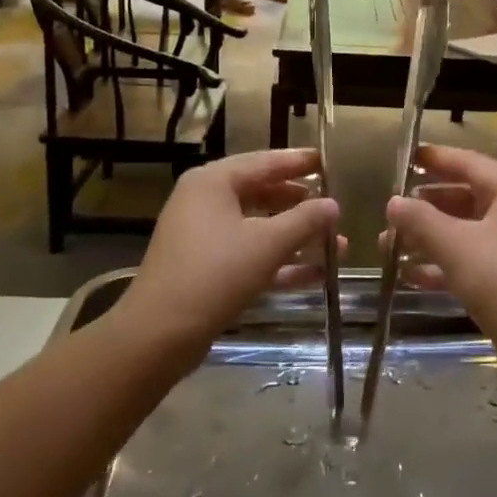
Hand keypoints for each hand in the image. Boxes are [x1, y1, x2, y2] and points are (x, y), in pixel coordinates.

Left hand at [112, 148, 338, 365]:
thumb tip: (333, 205)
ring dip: (296, 238)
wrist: (158, 335)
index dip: (299, 162)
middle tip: (335, 207)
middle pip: (262, 193)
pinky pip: (250, 255)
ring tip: (338, 246)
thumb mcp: (267, 243)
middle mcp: (205, 202)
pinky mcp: (206, 268)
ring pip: (259, 227)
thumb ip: (305, 220)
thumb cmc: (214, 274)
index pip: (264, 162)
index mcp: (213, 182)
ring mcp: (204, 236)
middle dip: (301, 205)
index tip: (329, 161)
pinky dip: (279, 262)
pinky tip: (317, 276)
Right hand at [385, 145, 496, 357]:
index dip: (435, 159)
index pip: (469, 162)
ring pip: (465, 231)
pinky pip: (471, 260)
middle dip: (426, 205)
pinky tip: (409, 276)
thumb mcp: (455, 245)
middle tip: (390, 211)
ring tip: (388, 246)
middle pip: (466, 197)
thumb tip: (392, 202)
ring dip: (429, 237)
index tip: (405, 157)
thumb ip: (420, 220)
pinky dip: (443, 264)